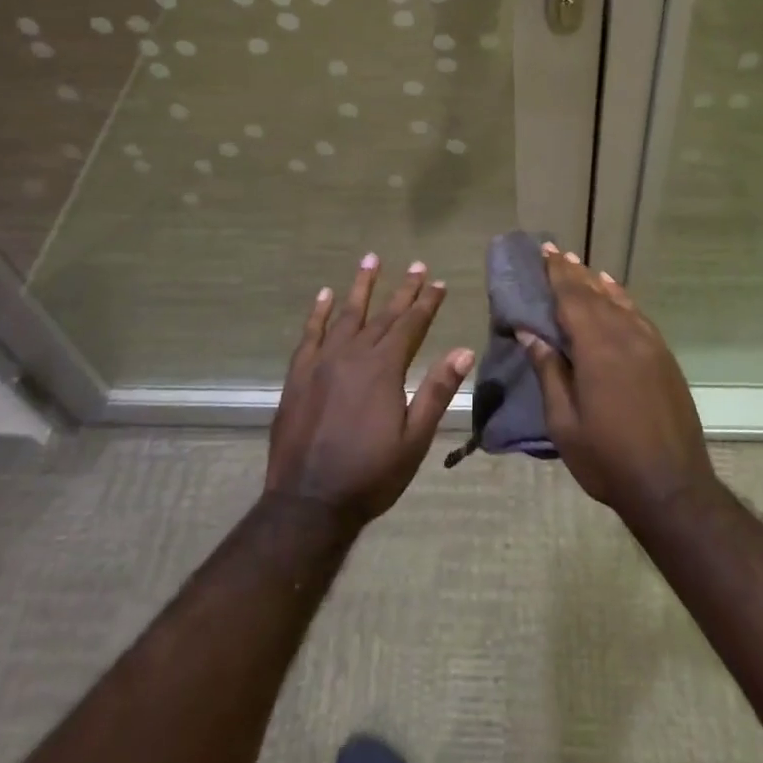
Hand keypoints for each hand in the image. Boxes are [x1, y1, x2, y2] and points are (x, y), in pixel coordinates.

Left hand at [265, 253, 474, 527]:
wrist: (308, 503)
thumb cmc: (369, 475)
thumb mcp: (414, 439)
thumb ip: (436, 391)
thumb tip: (463, 351)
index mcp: (384, 368)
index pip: (411, 325)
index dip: (427, 302)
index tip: (439, 282)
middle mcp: (353, 355)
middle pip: (384, 315)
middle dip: (403, 290)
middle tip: (417, 265)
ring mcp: (322, 362)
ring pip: (346, 315)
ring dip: (361, 287)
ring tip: (370, 259)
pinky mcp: (299, 375)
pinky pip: (310, 334)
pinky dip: (319, 312)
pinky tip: (325, 295)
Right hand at [519, 245, 713, 522]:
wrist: (672, 487)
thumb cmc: (607, 458)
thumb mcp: (564, 422)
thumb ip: (549, 372)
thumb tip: (530, 333)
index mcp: (596, 348)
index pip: (572, 298)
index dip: (557, 273)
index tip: (544, 251)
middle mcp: (625, 335)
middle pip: (594, 294)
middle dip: (573, 272)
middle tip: (555, 252)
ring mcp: (649, 344)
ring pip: (618, 301)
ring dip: (597, 282)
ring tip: (580, 267)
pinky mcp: (664, 357)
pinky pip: (638, 315)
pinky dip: (622, 299)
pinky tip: (614, 293)